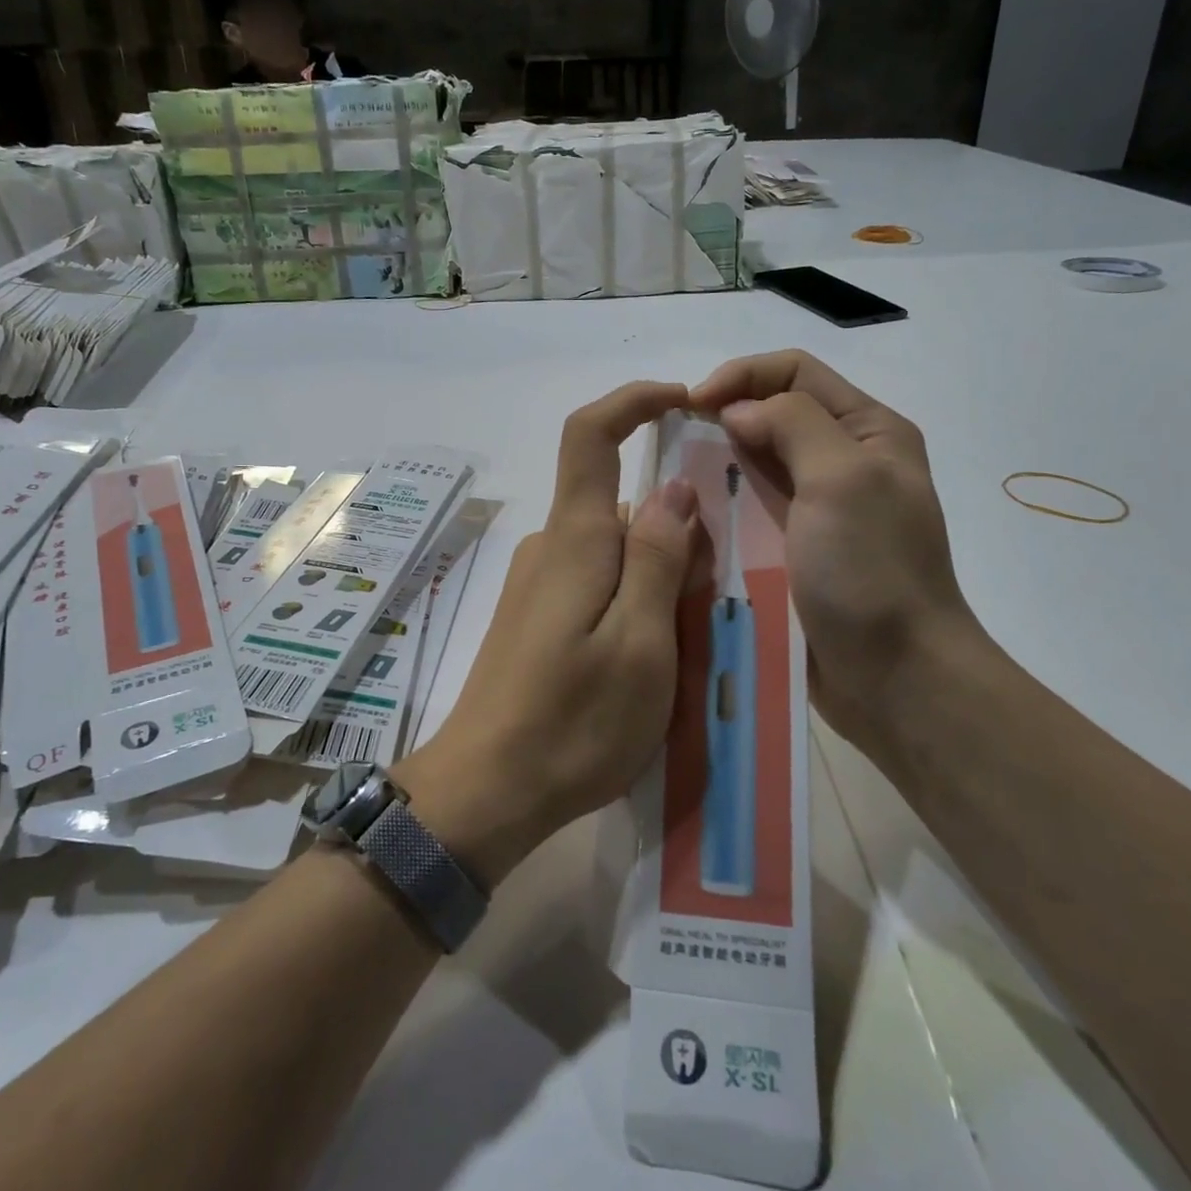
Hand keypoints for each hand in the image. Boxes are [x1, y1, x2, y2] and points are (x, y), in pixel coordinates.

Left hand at [396, 382, 706, 885]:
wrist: (486, 789)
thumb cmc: (574, 722)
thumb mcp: (640, 643)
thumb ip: (656, 559)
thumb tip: (672, 487)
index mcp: (574, 539)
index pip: (591, 435)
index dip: (633, 401)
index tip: (685, 401)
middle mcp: (550, 547)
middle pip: (618, 505)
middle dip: (670, 532)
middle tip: (704, 602)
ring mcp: (537, 583)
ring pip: (612, 551)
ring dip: (654, 578)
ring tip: (679, 649)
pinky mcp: (534, 617)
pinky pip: (594, 584)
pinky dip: (630, 602)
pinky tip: (643, 663)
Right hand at [691, 350, 984, 750]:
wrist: (895, 675)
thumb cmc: (871, 570)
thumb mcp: (842, 478)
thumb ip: (791, 424)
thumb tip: (738, 410)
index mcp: (869, 431)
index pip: (796, 372)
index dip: (742, 375)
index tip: (691, 402)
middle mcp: (845, 460)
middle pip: (774, 414)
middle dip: (724, 416)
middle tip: (675, 439)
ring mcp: (819, 508)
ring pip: (757, 463)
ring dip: (718, 462)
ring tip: (677, 477)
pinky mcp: (795, 548)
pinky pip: (751, 509)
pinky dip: (722, 503)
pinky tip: (693, 514)